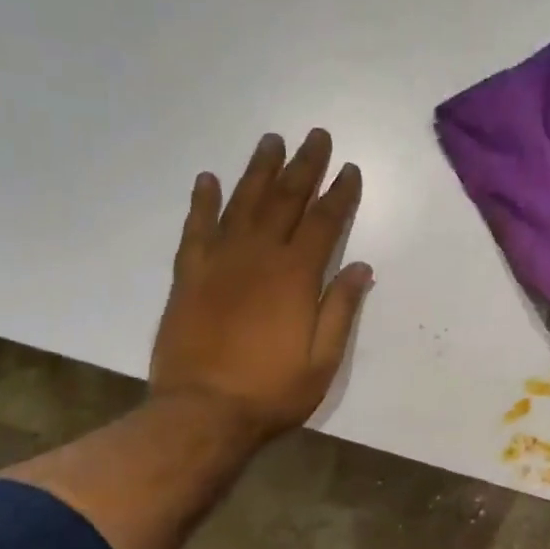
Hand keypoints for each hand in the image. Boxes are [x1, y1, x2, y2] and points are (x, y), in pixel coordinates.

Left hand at [150, 128, 371, 441]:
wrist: (202, 412)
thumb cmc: (272, 391)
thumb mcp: (323, 360)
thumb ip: (341, 308)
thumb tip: (360, 266)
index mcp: (296, 276)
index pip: (324, 222)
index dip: (340, 193)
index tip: (349, 169)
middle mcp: (258, 256)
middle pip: (286, 200)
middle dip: (304, 166)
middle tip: (315, 136)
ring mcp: (219, 262)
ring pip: (242, 203)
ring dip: (259, 171)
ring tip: (271, 141)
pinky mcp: (189, 276)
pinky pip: (196, 228)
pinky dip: (202, 202)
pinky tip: (208, 179)